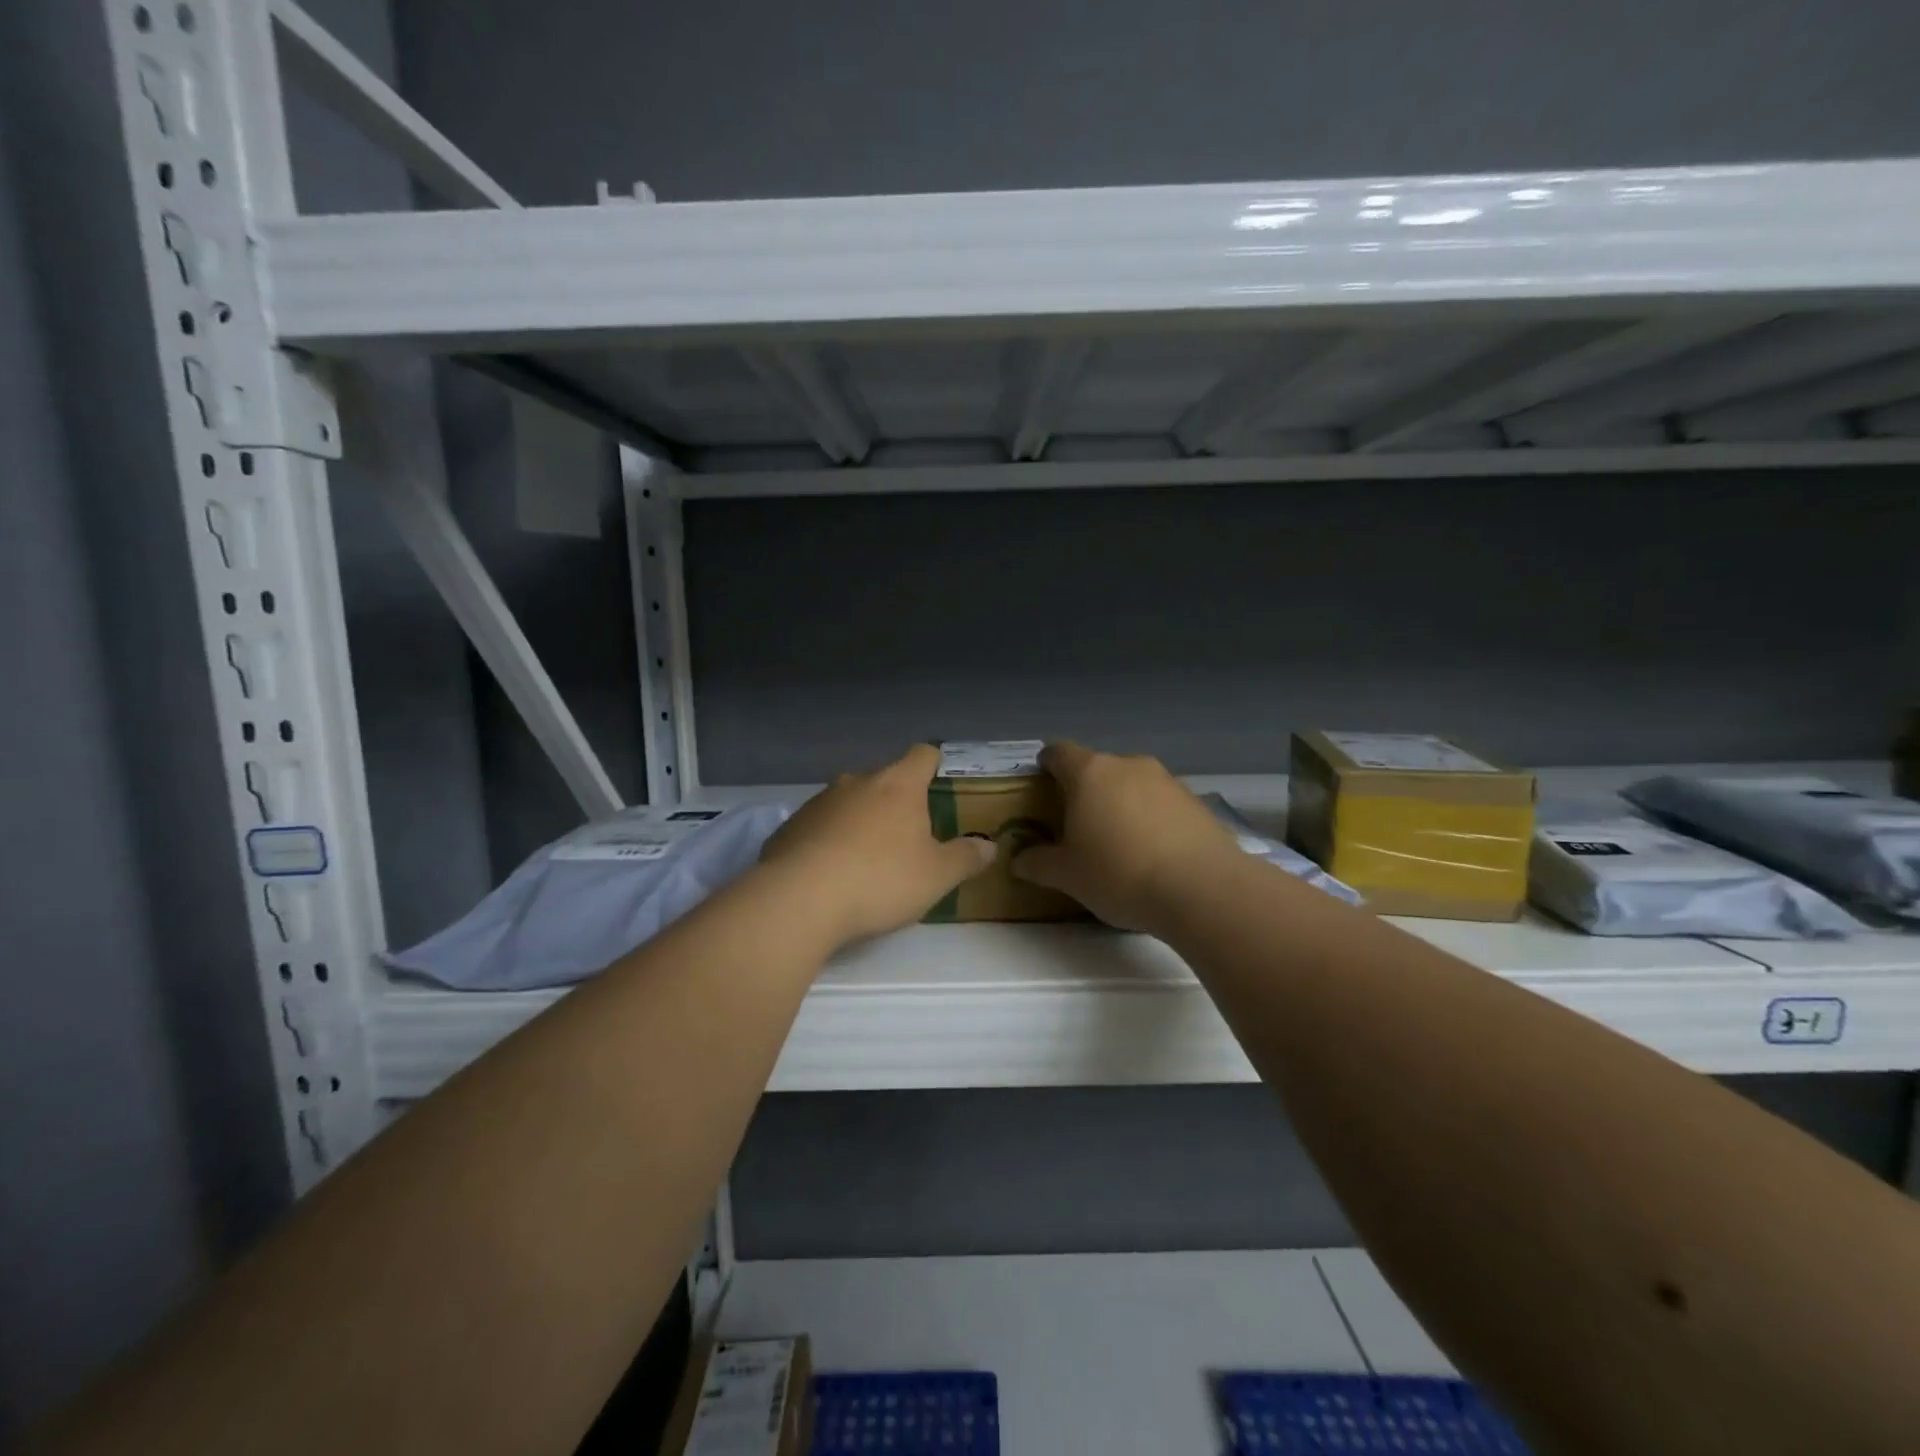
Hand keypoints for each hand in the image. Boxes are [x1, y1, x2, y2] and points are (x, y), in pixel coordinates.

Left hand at [761, 744, 995, 946]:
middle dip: (897, 802)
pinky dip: (828, 842)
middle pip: (884, 780)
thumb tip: (989, 846)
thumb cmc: (880, 879)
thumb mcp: (937, 876)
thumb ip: (966, 858)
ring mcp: (819, 802)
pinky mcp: (789, 827)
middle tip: (908, 838)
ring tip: (867, 860)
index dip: (934, 764)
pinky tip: (830, 875)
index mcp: (898, 785)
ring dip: (860, 821)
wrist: (798, 900)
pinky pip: (819, 827)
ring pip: (849, 802)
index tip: (940, 781)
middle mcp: (857, 782)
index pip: (923, 755)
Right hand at [1010, 741, 1238, 932]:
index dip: (1047, 764)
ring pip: (1131, 784)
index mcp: (1090, 773)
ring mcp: (1166, 780)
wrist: (1203, 889)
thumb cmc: (1120, 873)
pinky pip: (1160, 802)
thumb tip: (1018, 860)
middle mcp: (1128, 765)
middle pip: (1097, 768)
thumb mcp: (1068, 876)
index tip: (1041, 782)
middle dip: (1084, 790)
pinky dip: (1150, 818)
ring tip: (1117, 842)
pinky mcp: (1195, 801)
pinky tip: (1152, 852)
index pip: (1059, 752)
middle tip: (1075, 824)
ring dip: (1120, 803)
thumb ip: (1037, 863)